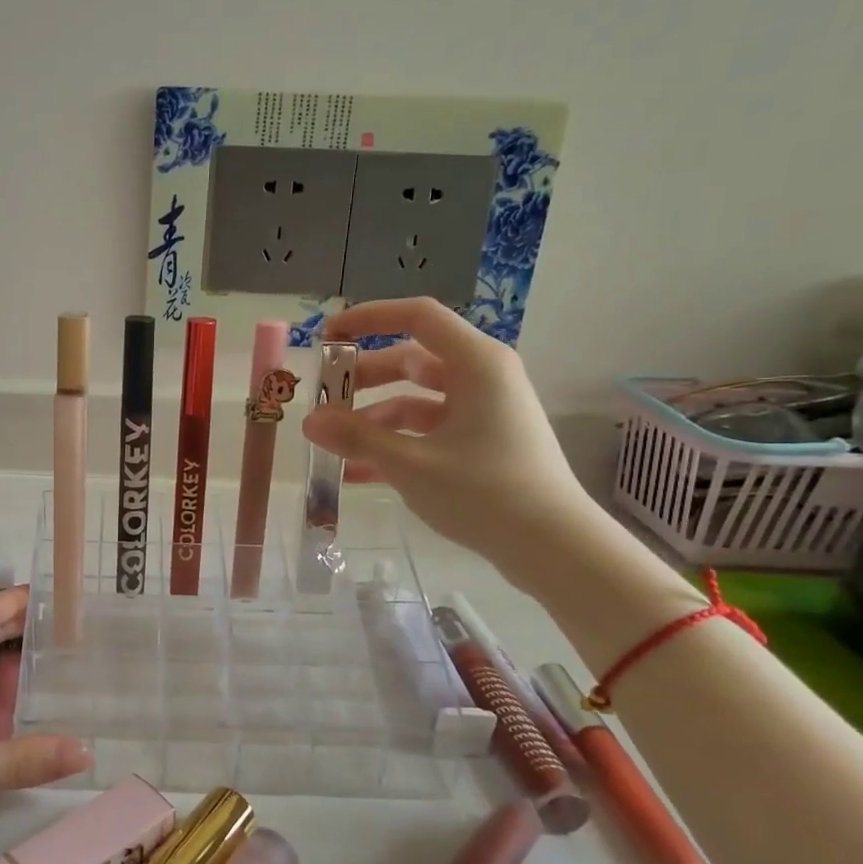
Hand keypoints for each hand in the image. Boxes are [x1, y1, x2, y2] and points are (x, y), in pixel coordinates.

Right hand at [301, 297, 599, 575]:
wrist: (553, 547)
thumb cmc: (484, 492)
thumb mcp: (411, 464)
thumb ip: (357, 438)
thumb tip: (309, 421)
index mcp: (476, 363)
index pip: (416, 316)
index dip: (368, 318)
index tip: (327, 336)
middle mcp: (482, 377)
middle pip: (412, 361)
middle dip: (364, 380)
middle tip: (325, 400)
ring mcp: (484, 411)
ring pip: (416, 400)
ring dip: (375, 419)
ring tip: (336, 445)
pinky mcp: (483, 442)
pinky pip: (429, 430)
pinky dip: (396, 443)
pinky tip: (358, 472)